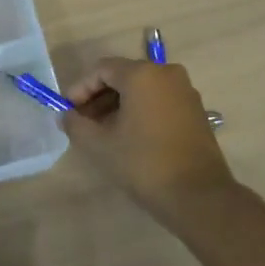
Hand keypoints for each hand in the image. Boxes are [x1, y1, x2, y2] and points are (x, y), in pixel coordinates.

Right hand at [64, 57, 233, 220]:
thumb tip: (66, 116)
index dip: (80, 88)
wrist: (199, 196)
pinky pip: (159, 100)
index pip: (102, 69)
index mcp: (142, 74)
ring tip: (103, 132)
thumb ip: (76, 124)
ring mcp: (184, 91)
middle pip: (123, 76)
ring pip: (142, 89)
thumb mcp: (100, 145)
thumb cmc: (144, 164)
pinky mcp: (195, 110)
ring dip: (118, 105)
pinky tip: (129, 136)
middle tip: (82, 122)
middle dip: (98, 97)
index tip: (68, 111)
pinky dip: (140, 111)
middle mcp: (166, 73)